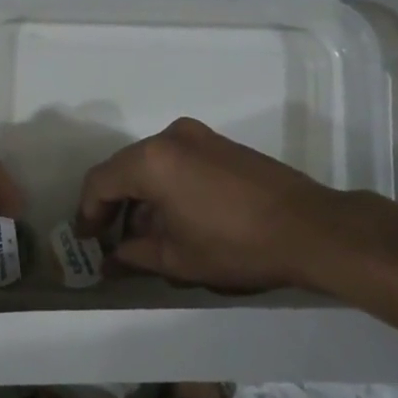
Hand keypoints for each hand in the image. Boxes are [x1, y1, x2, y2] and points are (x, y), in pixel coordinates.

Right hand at [77, 117, 360, 292]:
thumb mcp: (177, 258)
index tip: (88, 240)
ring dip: (141, 196)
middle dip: (113, 205)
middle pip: (124, 168)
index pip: (100, 181)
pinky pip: (177, 160)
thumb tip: (110, 261)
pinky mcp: (221, 144)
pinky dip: (165, 185)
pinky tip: (176, 217)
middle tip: (111, 240)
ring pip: (151, 163)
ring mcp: (199, 136)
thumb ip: (133, 255)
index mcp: (151, 160)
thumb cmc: (235, 245)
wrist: (310, 228)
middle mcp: (170, 137)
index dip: (87, 212)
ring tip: (146, 236)